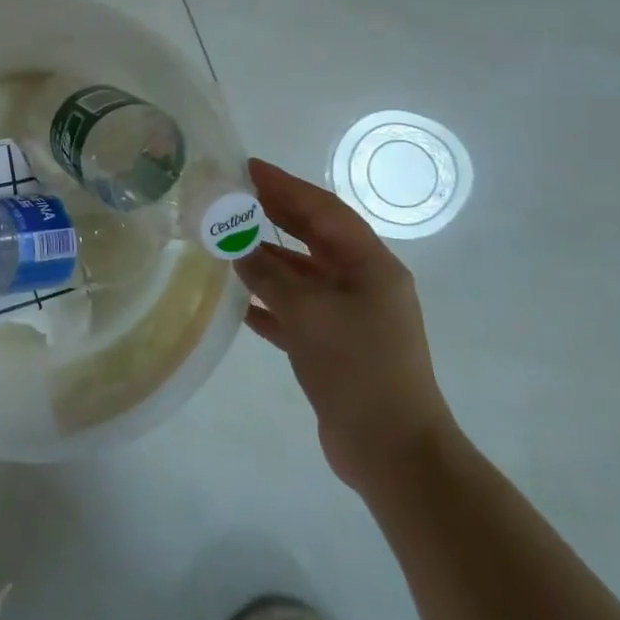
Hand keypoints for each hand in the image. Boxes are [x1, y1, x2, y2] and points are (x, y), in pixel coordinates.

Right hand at [236, 158, 456, 496]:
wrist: (393, 451)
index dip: (285, 186)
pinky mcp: (336, 347)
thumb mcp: (307, 312)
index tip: (248, 167)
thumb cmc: (356, 368)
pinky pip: (297, 312)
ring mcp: (352, 317)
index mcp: (370, 266)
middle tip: (233, 196)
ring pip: (303, 275)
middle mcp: (364, 284)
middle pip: (314, 237)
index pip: (323, 210)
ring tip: (226, 243)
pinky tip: (238, 303)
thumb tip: (236, 247)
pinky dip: (269, 303)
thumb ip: (267, 274)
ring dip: (267, 259)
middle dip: (275, 215)